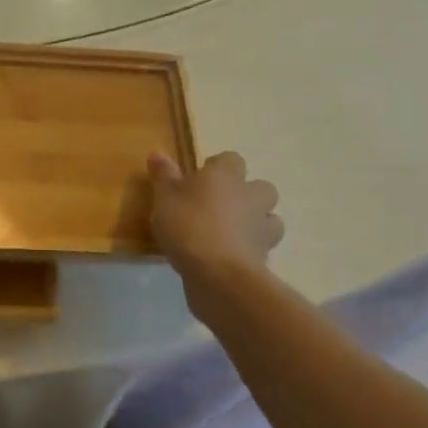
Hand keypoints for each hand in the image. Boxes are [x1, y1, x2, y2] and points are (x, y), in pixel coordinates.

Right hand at [148, 150, 283, 282]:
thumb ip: (164, 175)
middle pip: (261, 188)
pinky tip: (229, 260)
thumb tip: (157, 152)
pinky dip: (250, 252)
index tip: (200, 180)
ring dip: (256, 224)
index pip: (232, 159)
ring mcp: (262, 229)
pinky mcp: (265, 258)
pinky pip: (261, 249)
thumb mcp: (165, 196)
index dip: (218, 167)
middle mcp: (250, 196)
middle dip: (247, 195)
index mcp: (226, 176)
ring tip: (231, 235)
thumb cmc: (188, 224)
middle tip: (221, 207)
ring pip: (270, 220)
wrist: (219, 275)